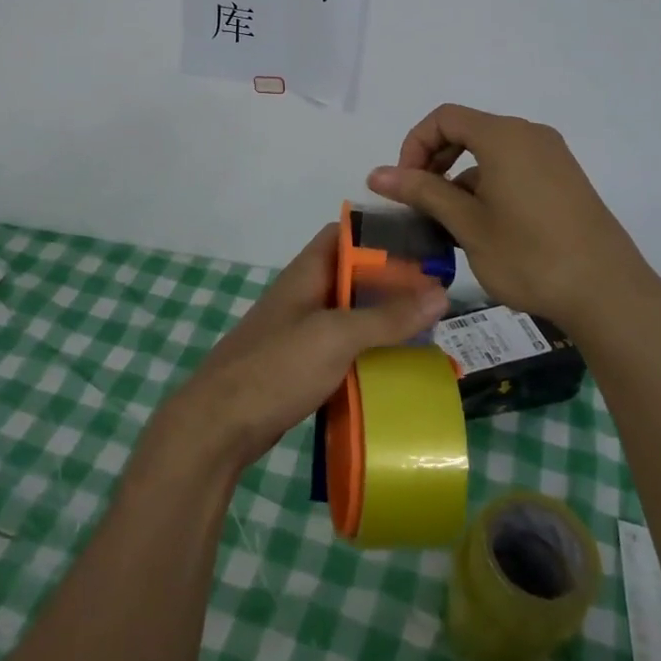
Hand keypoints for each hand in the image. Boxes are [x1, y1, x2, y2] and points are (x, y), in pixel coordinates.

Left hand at [158, 224, 447, 474]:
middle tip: (438, 297)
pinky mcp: (302, 366)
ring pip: (351, 315)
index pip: (345, 235)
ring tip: (428, 331)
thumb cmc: (277, 367)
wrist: (220, 425)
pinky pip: (344, 349)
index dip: (381, 236)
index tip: (422, 248)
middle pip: (354, 277)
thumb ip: (387, 316)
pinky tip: (397, 367)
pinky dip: (369, 353)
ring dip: (384, 321)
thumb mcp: (336, 336)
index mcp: (307, 273)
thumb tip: (441, 293)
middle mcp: (304, 295)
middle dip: (392, 284)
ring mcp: (301, 332)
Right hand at [367, 103, 660, 330]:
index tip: (406, 186)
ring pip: (490, 154)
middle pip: (467, 131)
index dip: (414, 145)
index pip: (444, 117)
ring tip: (452, 227)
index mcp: (504, 136)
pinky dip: (489, 188)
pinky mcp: (565, 181)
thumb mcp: (467, 224)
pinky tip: (487, 231)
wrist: (608, 293)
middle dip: (435, 162)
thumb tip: (375, 174)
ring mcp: (553, 157)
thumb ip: (422, 192)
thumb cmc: (529, 256)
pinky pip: (515, 169)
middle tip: (422, 205)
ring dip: (461, 180)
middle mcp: (530, 135)